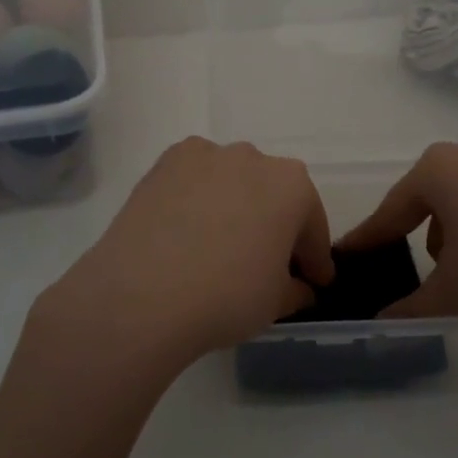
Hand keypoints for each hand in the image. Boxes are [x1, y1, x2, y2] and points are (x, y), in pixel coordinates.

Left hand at [29, 137, 333, 379]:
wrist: (142, 294)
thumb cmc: (226, 296)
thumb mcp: (276, 303)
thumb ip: (296, 289)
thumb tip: (300, 287)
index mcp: (292, 185)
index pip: (312, 224)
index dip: (315, 258)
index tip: (315, 282)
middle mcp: (252, 157)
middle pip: (272, 195)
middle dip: (275, 225)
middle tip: (268, 264)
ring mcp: (204, 155)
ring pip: (232, 182)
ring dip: (235, 207)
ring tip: (220, 245)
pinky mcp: (164, 162)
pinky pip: (194, 180)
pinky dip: (198, 199)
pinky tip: (187, 231)